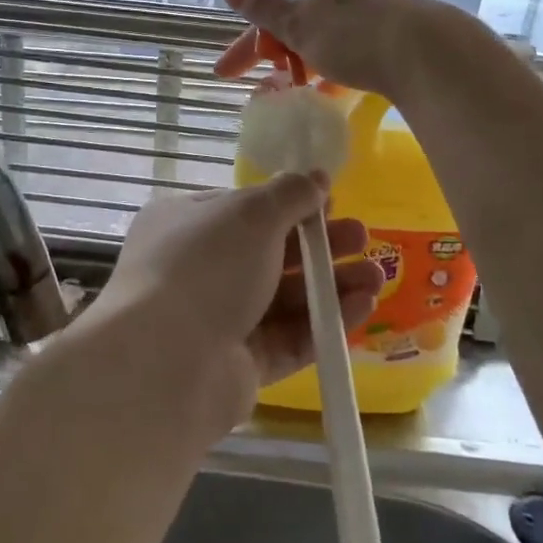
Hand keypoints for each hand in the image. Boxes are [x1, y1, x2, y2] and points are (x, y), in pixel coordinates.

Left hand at [68, 176, 383, 438]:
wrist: (165, 363)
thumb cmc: (205, 267)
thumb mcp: (251, 214)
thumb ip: (289, 194)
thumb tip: (316, 177)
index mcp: (185, 223)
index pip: (242, 209)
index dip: (288, 204)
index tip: (330, 202)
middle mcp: (197, 270)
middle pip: (268, 253)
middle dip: (318, 245)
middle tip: (362, 238)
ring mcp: (217, 320)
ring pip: (283, 297)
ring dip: (330, 284)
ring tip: (377, 276)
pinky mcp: (238, 365)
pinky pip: (288, 337)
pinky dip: (324, 322)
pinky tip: (363, 307)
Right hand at [215, 0, 470, 98]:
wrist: (431, 53)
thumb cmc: (357, 39)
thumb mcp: (303, 25)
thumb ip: (266, 9)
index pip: (273, 17)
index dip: (246, 45)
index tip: (223, 74)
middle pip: (304, 27)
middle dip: (280, 55)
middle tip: (268, 87)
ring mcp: (381, 17)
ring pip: (332, 42)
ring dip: (310, 66)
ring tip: (302, 94)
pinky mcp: (405, 41)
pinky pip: (359, 55)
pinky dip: (339, 72)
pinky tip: (343, 92)